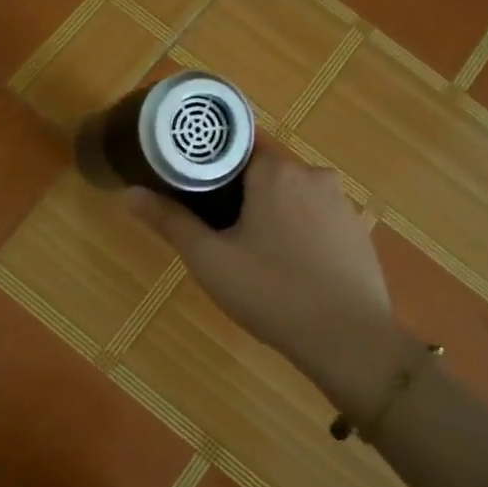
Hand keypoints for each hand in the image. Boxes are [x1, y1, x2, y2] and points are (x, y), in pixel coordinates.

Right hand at [125, 146, 414, 406]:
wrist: (348, 340)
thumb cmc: (272, 293)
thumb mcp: (210, 260)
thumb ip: (170, 221)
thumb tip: (130, 193)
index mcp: (277, 171)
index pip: (235, 146)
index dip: (208, 164)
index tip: (190, 188)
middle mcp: (314, 175)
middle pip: (263, 171)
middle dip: (237, 194)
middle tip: (214, 230)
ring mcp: (342, 204)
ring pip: (291, 196)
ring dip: (269, 213)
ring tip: (249, 252)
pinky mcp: (358, 232)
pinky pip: (316, 219)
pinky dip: (297, 232)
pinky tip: (287, 267)